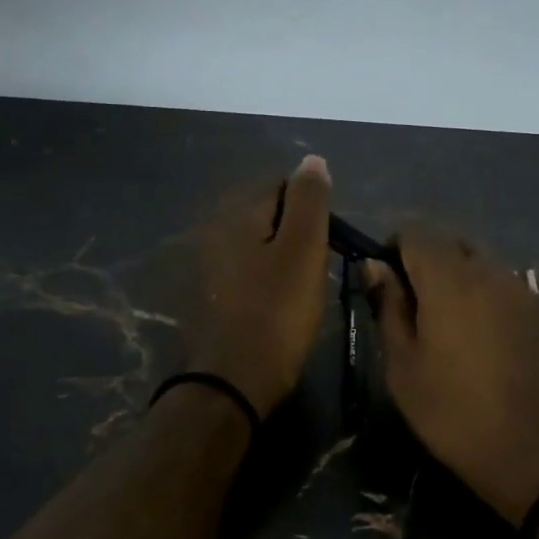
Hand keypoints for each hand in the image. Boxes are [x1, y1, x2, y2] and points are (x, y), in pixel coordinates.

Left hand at [187, 156, 332, 416]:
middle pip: (268, 215)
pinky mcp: (214, 295)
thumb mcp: (303, 249)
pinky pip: (249, 272)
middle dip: (296, 233)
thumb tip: (312, 160)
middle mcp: (216, 231)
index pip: (281, 185)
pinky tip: (280, 303)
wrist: (238, 378)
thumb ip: (309, 200)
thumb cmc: (278, 311)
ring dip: (282, 258)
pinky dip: (267, 280)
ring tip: (302, 288)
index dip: (311, 208)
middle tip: (316, 267)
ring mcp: (210, 266)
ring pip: (259, 245)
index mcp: (237, 214)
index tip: (327, 240)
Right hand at [365, 231, 538, 524]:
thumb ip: (389, 307)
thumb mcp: (403, 366)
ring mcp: (524, 289)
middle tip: (416, 308)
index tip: (386, 285)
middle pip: (451, 243)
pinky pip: (508, 287)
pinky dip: (489, 299)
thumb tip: (375, 267)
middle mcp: (490, 271)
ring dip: (461, 280)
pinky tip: (486, 340)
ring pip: (483, 264)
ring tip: (452, 327)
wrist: (535, 451)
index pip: (414, 233)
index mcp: (449, 280)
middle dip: (428, 262)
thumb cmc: (452, 412)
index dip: (393, 250)